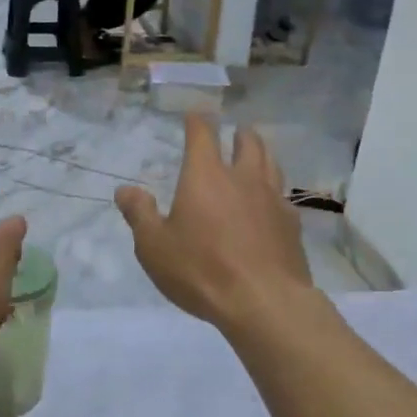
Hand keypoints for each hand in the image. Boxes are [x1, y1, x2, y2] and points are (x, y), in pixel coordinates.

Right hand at [115, 116, 312, 333]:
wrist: (264, 302)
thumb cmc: (201, 270)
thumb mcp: (154, 246)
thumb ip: (139, 214)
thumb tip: (125, 190)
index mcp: (206, 176)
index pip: (202, 134)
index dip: (197, 121)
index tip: (194, 115)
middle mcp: (242, 178)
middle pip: (247, 142)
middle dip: (239, 133)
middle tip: (235, 132)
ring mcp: (272, 198)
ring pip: (271, 163)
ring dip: (262, 153)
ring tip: (256, 154)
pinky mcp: (291, 224)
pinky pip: (283, 196)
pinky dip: (274, 191)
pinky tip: (272, 203)